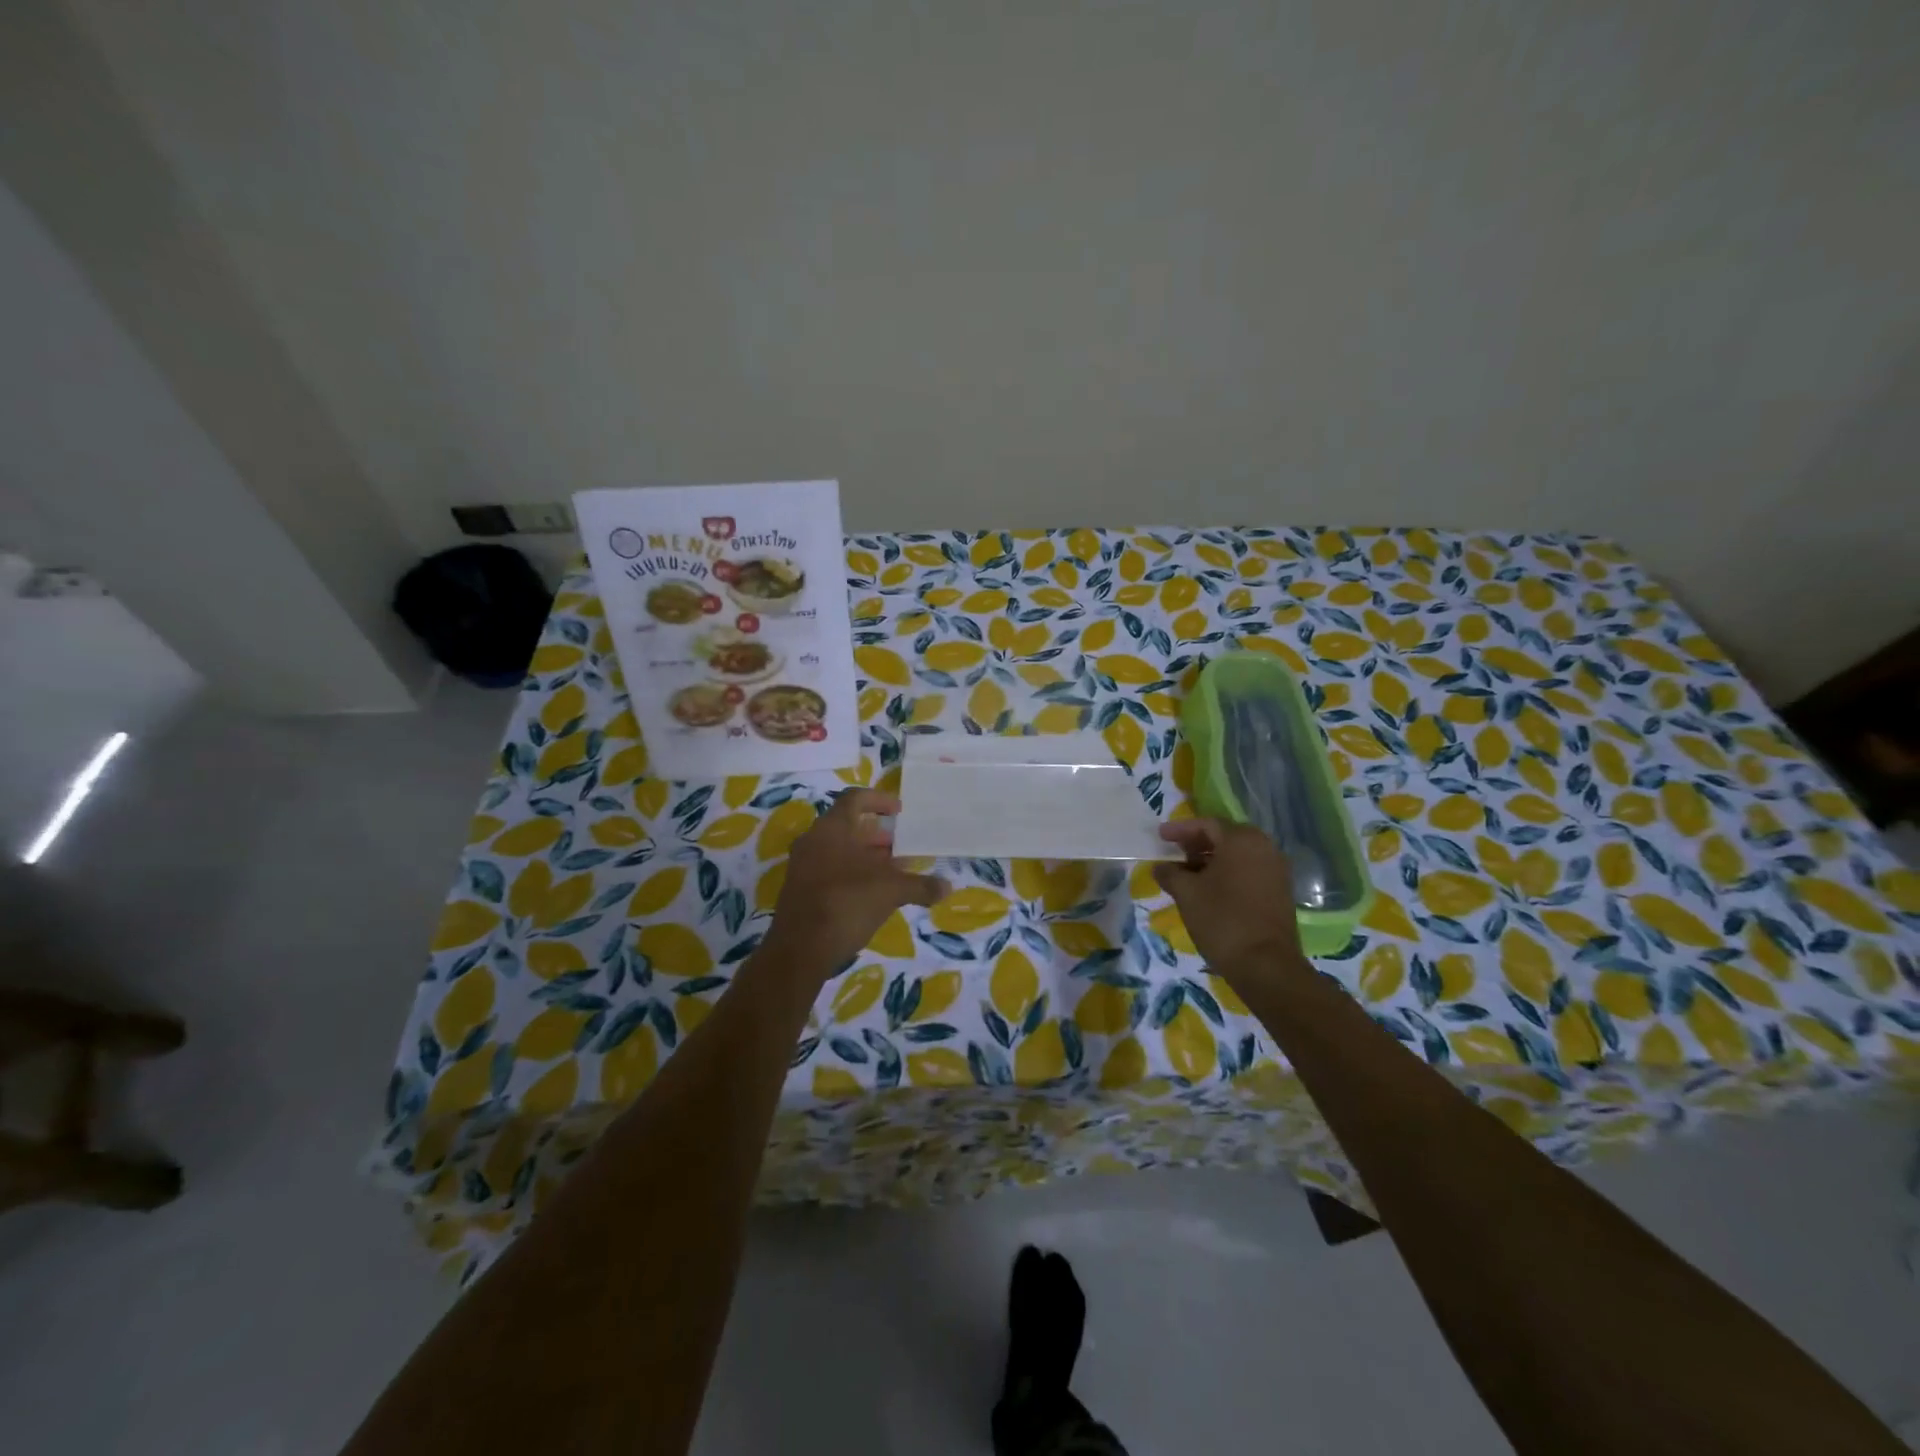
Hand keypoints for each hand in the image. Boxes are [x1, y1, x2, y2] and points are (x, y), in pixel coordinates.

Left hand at [763, 789, 948, 980]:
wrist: (800, 950)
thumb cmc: (847, 903)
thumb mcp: (891, 891)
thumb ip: (920, 886)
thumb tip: (948, 887)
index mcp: (831, 828)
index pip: (855, 799)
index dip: (879, 800)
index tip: (899, 811)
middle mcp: (813, 841)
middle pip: (847, 826)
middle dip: (876, 835)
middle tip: (900, 845)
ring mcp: (803, 866)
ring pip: (838, 850)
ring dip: (866, 857)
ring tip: (893, 871)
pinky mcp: (800, 891)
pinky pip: (830, 871)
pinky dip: (853, 874)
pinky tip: (873, 894)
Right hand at [1153, 818, 1308, 989]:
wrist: (1265, 964)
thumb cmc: (1222, 919)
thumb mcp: (1186, 893)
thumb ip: (1170, 873)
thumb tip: (1161, 867)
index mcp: (1242, 840)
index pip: (1207, 824)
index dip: (1180, 829)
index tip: (1160, 837)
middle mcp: (1264, 848)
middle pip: (1225, 837)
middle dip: (1197, 844)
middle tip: (1174, 853)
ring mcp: (1276, 870)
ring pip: (1238, 856)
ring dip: (1212, 860)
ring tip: (1188, 874)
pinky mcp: (1280, 892)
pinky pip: (1249, 871)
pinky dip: (1228, 874)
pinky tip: (1209, 890)